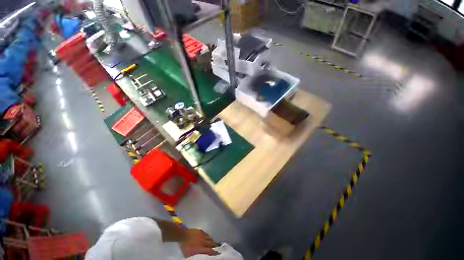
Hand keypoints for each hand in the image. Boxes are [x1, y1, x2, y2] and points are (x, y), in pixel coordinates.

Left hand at [180, 228, 219, 257]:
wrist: (183, 235)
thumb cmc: (185, 247)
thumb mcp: (189, 255)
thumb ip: (196, 256)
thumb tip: (200, 257)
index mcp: (202, 249)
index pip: (211, 251)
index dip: (215, 252)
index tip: (218, 253)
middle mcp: (204, 242)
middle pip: (212, 244)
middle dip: (216, 245)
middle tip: (219, 247)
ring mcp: (203, 236)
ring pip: (210, 238)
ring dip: (212, 241)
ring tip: (214, 242)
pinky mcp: (201, 231)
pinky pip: (207, 234)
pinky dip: (208, 237)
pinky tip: (208, 237)